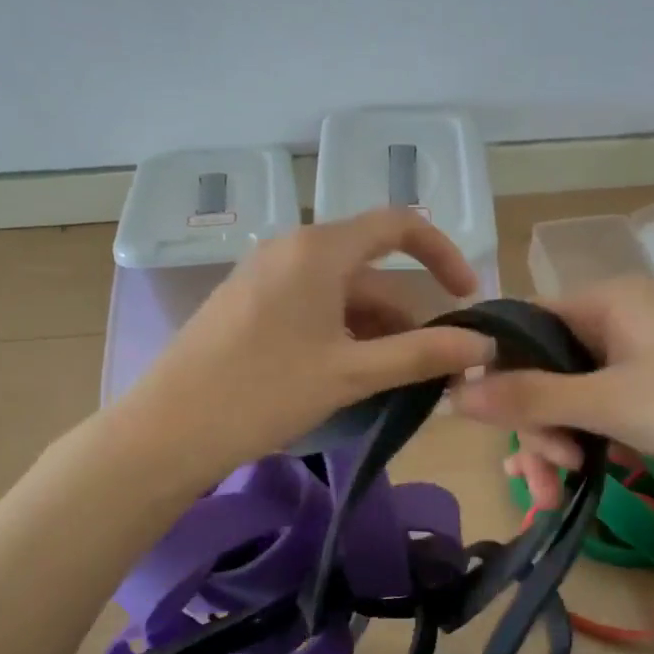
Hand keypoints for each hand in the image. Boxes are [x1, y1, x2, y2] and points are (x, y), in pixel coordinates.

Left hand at [123, 209, 495, 475]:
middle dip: (407, 313)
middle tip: (431, 365)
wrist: (170, 429)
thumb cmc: (265, 392)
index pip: (398, 225)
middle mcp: (289, 248)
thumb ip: (422, 355)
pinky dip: (339, 333)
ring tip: (392, 381)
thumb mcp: (351, 373)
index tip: (467, 298)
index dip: (443, 254)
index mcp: (318, 248)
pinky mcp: (245, 303)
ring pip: (338, 292)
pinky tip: (346, 376)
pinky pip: (308, 306)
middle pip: (368, 267)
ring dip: (374, 329)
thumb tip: (483, 343)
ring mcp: (262, 275)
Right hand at [451, 276, 653, 512]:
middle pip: (542, 372)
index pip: (522, 324)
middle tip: (543, 474)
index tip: (476, 419)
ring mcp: (636, 367)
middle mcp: (617, 326)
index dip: (493, 368)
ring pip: (566, 403)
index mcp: (606, 302)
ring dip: (553, 447)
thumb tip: (451, 393)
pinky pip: (596, 422)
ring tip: (554, 496)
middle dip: (533, 427)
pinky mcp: (652, 404)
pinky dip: (580, 450)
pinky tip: (564, 485)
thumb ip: (529, 398)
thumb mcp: (610, 403)